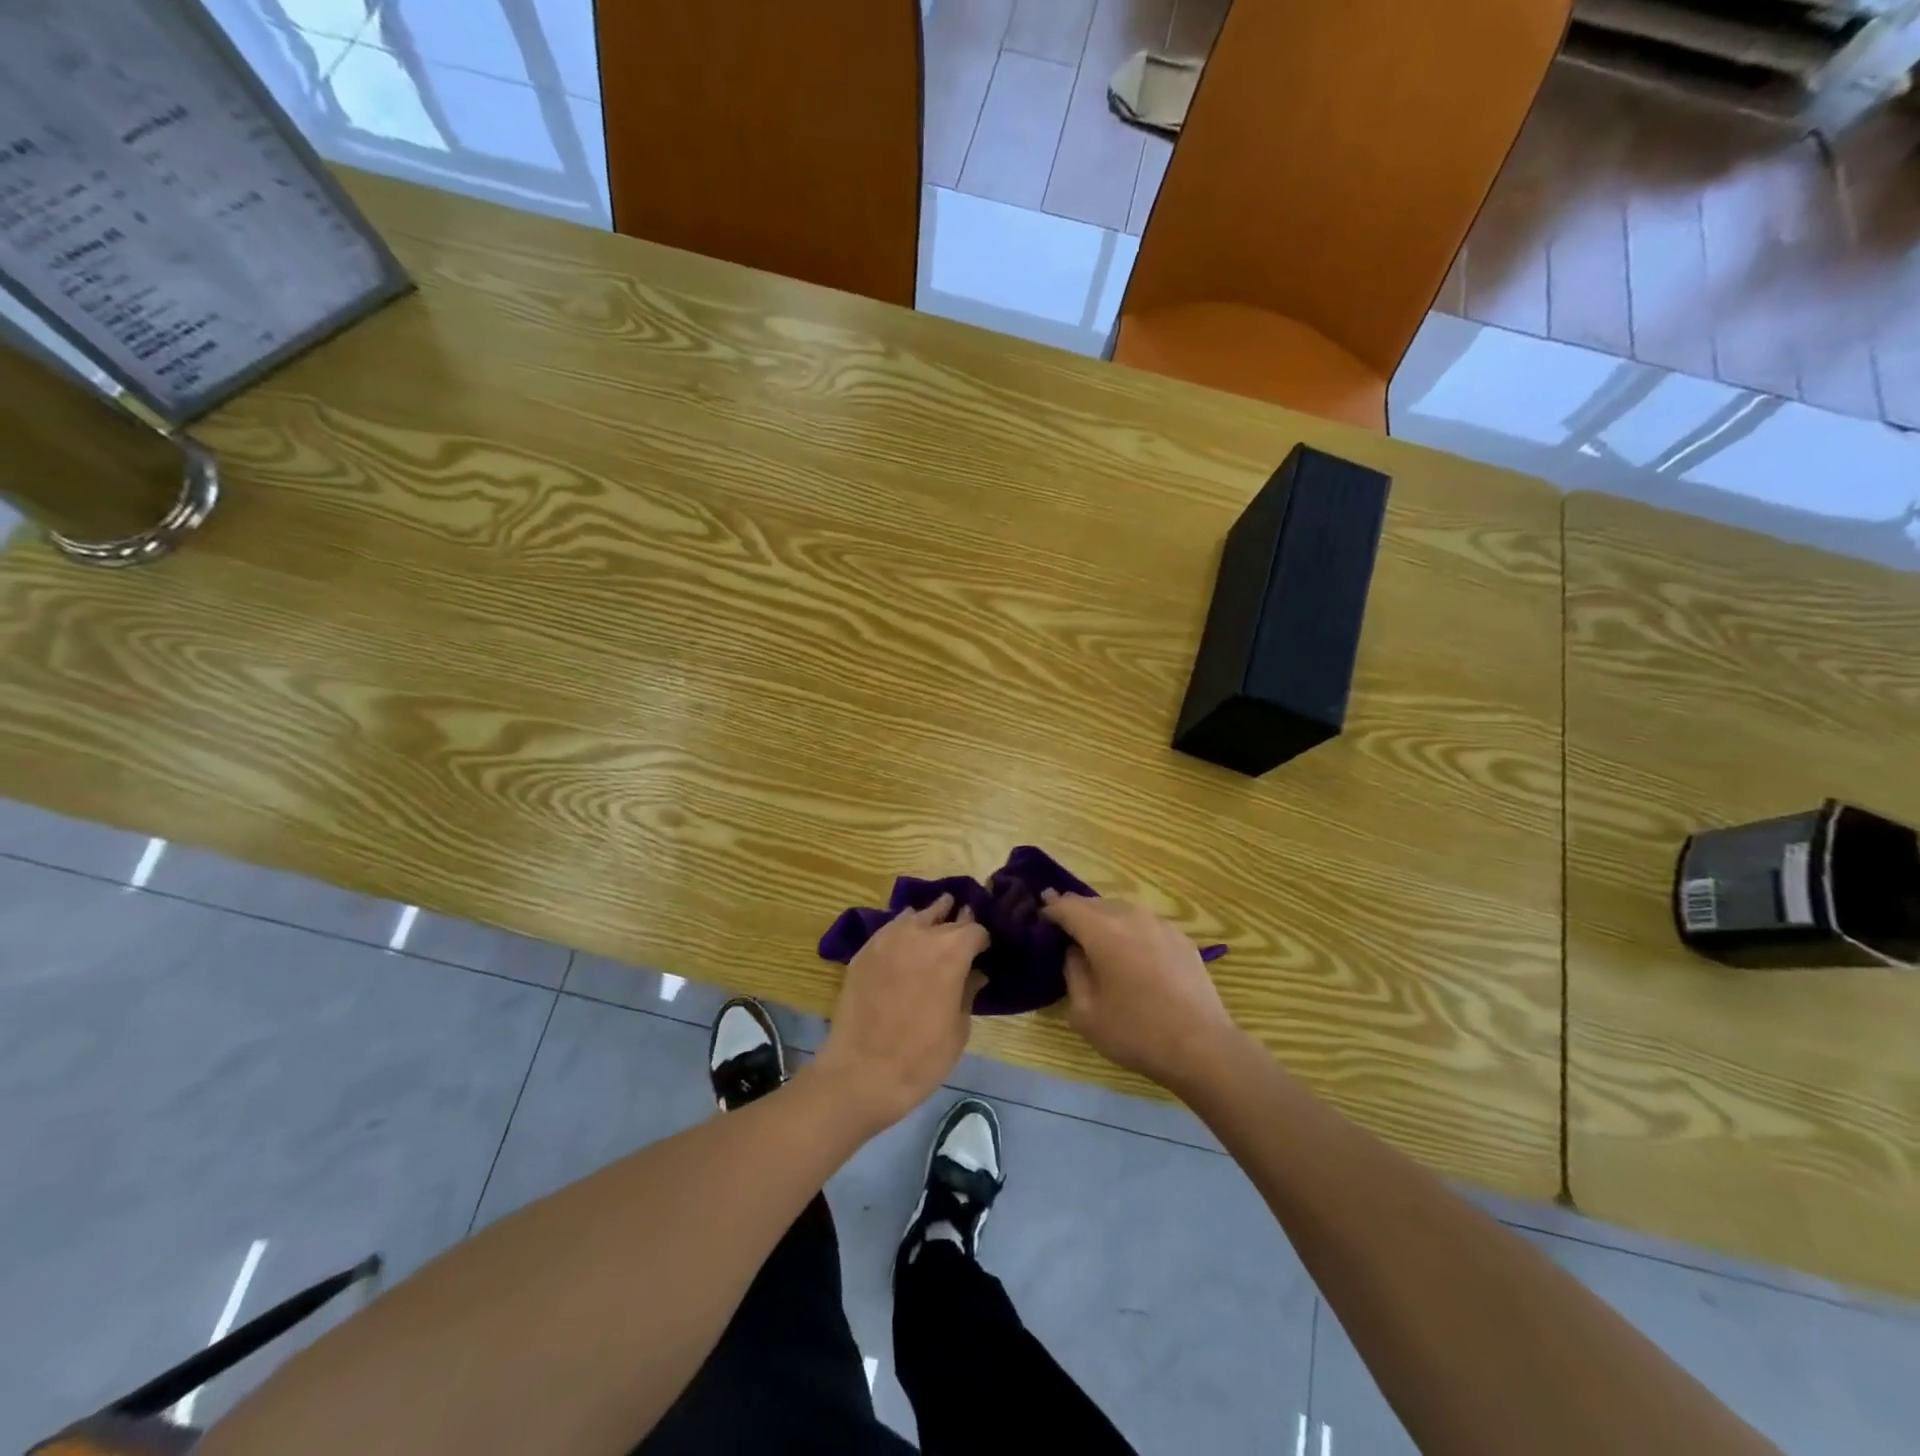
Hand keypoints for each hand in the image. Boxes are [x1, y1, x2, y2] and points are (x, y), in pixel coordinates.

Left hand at [814, 894, 987, 1130]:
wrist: (863, 1072)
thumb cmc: (922, 1057)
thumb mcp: (959, 1028)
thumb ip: (968, 992)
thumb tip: (975, 974)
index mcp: (952, 951)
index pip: (975, 929)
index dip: (982, 940)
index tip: (983, 951)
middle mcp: (921, 934)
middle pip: (946, 916)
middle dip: (958, 923)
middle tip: (963, 928)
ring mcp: (888, 938)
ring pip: (916, 914)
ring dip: (929, 918)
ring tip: (936, 922)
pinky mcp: (865, 950)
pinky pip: (890, 928)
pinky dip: (903, 928)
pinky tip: (906, 939)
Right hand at [1041, 890, 1237, 1091]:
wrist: (1202, 1047)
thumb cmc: (1136, 1032)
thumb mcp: (1085, 1012)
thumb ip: (1073, 972)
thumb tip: (1075, 951)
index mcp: (1103, 930)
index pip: (1067, 907)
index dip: (1050, 909)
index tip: (1038, 916)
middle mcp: (1131, 916)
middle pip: (1094, 903)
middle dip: (1075, 911)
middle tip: (1062, 926)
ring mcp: (1160, 924)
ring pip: (1121, 909)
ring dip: (1103, 918)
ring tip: (1094, 937)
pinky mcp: (1181, 938)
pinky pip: (1145, 924)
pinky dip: (1129, 929)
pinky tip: (1130, 951)